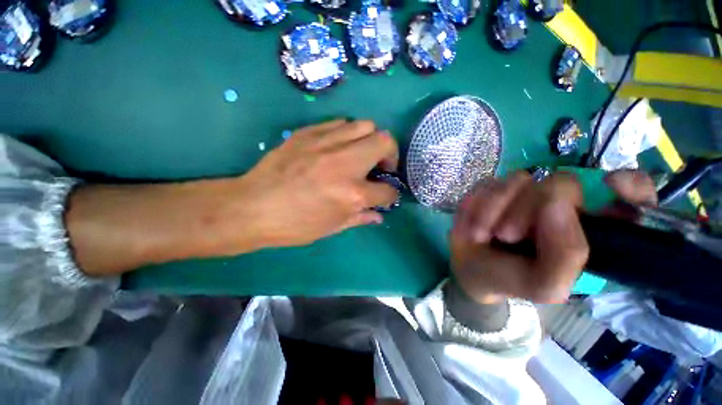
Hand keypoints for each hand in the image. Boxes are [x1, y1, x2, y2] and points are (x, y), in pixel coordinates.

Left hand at [67, 120, 397, 275]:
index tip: (387, 194)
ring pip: (366, 125)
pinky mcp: (309, 133)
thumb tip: (379, 215)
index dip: (391, 194)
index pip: (387, 190)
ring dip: (370, 140)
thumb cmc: (294, 225)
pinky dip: (348, 134)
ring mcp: (327, 144)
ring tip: (360, 154)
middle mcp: (346, 164)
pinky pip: (341, 123)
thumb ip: (361, 218)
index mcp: (352, 194)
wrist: (252, 207)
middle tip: (380, 166)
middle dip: (390, 155)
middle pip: (385, 142)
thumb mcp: (332, 228)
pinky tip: (339, 147)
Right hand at [450, 170, 656, 303]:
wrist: (470, 268)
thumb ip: (566, 256)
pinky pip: (488, 184)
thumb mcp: (544, 285)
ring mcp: (524, 191)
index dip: (628, 185)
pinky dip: (479, 206)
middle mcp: (562, 203)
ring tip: (483, 234)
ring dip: (495, 210)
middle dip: (528, 210)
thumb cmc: (511, 279)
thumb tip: (556, 204)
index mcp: (588, 228)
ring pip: (520, 179)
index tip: (611, 186)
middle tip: (508, 236)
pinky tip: (475, 224)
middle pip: (563, 182)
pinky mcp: (495, 186)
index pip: (630, 192)